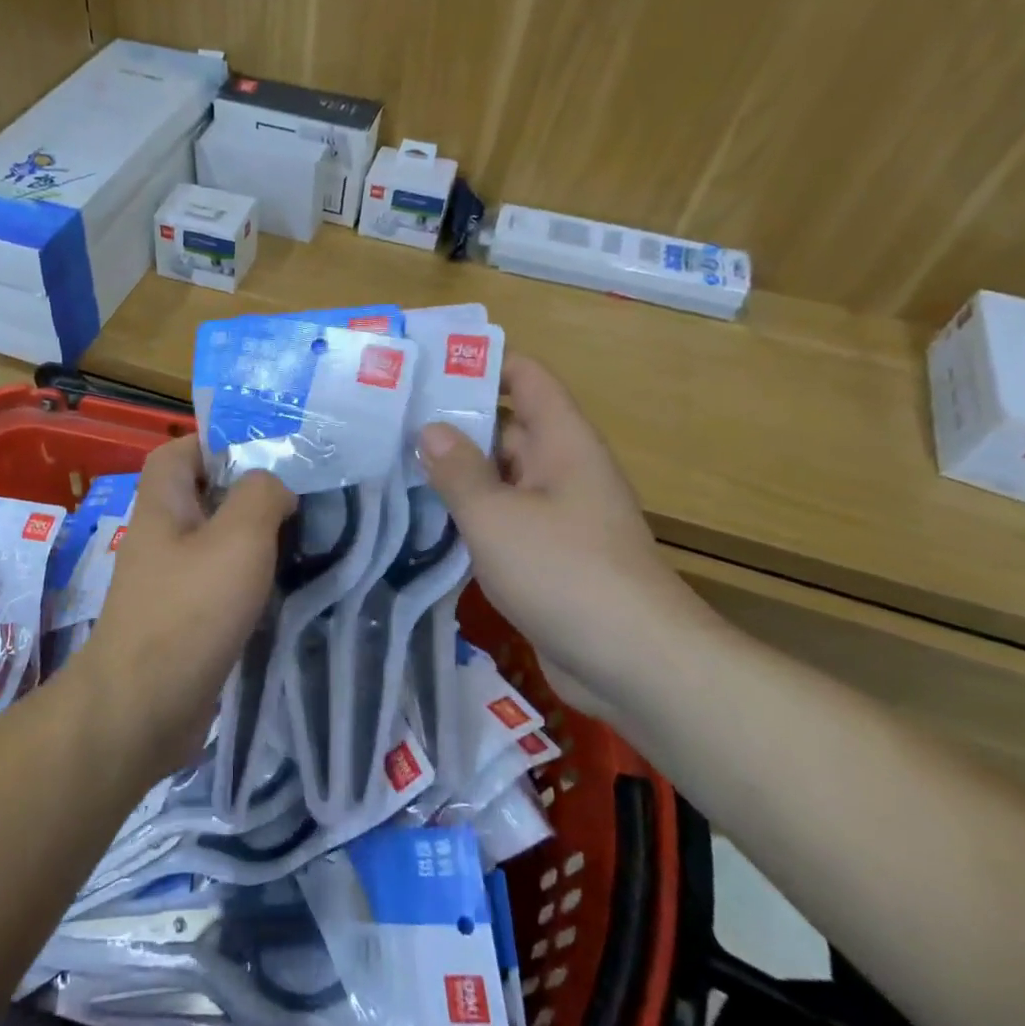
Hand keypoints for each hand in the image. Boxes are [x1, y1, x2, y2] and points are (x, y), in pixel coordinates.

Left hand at [76, 434, 294, 776]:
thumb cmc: (190, 610)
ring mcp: (169, 581)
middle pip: (204, 496)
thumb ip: (261, 495)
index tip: (269, 455)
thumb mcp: (238, 538)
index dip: (219, 443)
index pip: (180, 451)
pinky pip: (219, 584)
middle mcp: (161, 536)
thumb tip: (274, 486)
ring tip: (303, 539)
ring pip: (216, 542)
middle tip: (300, 498)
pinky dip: (248, 581)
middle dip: (250, 493)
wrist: (144, 709)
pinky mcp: (183, 620)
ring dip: (254, 540)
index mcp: (163, 504)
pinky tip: (284, 588)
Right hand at [418, 355, 716, 695]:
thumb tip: (430, 429)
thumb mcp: (497, 516)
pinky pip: (504, 518)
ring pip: (501, 477)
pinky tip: (424, 519)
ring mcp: (557, 514)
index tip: (428, 365)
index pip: (527, 378)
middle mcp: (563, 468)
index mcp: (562, 441)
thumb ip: (458, 470)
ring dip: (457, 472)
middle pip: (507, 426)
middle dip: (455, 420)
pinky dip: (470, 514)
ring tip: (393, 462)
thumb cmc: (564, 572)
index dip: (483, 363)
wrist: (634, 663)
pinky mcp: (549, 555)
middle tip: (390, 418)